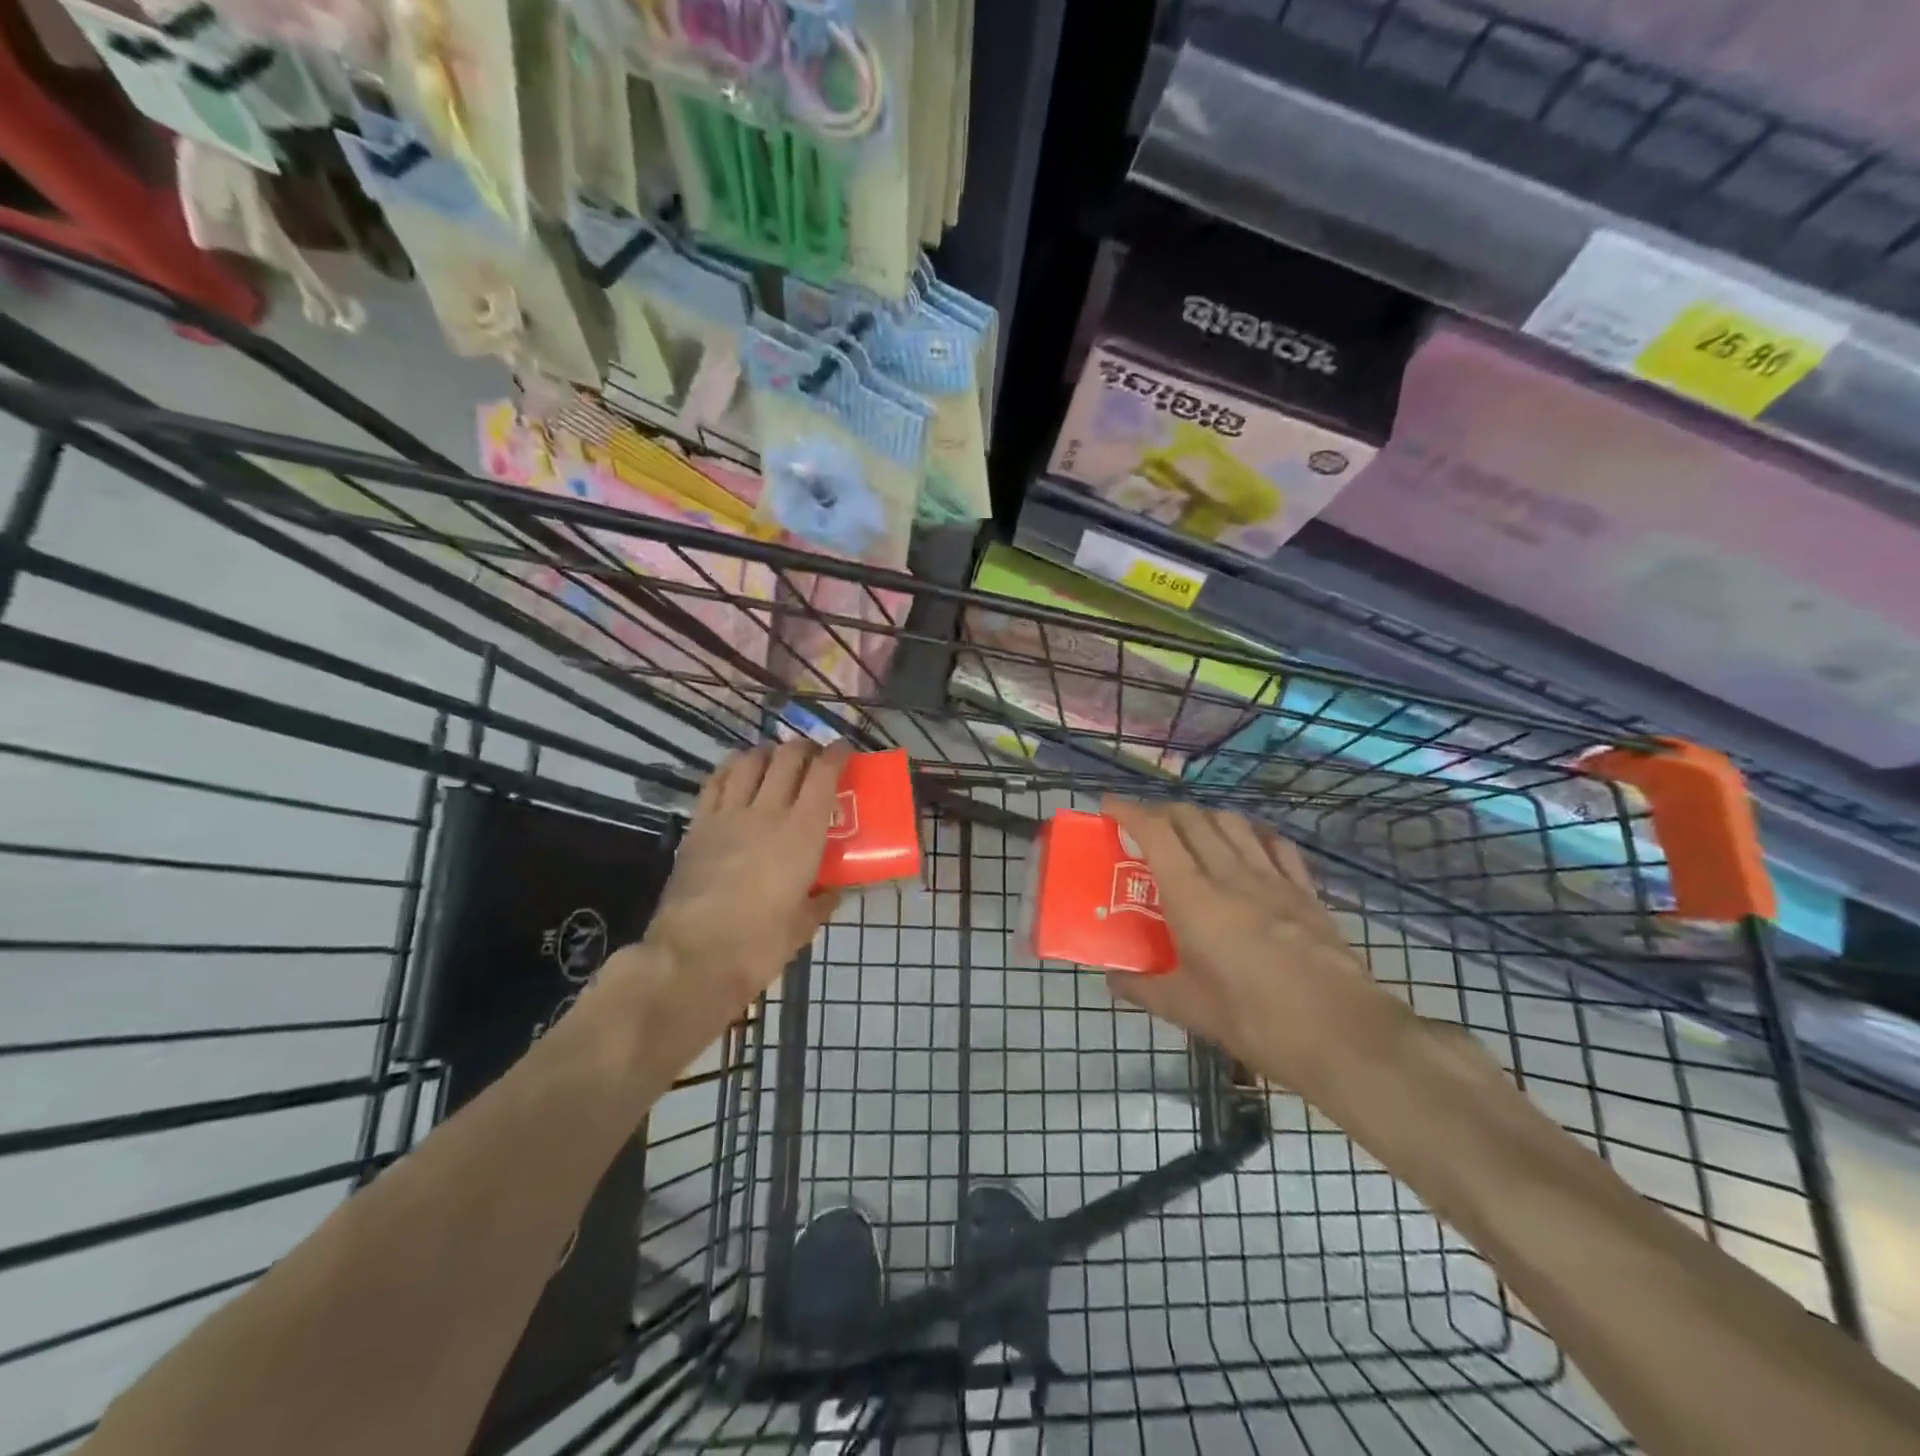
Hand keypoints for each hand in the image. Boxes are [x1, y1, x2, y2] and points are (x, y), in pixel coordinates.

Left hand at [643, 740, 852, 1009]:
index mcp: (802, 833)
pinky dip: (730, 769)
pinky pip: (715, 782)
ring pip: (749, 761)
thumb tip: (833, 893)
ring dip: (767, 753)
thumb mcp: (803, 926)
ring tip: (774, 760)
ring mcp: (728, 815)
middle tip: (813, 757)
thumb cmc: (759, 944)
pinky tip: (736, 774)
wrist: (693, 957)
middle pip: (788, 757)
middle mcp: (767, 812)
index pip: (824, 775)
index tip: (844, 750)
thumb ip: (821, 902)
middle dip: (805, 748)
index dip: (837, 754)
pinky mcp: (698, 825)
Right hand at [1104, 799, 1397, 1095]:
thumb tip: (1113, 979)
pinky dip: (1252, 835)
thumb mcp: (1187, 1009)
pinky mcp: (1305, 891)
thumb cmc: (1253, 1019)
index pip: (1155, 832)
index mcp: (1192, 896)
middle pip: (1191, 818)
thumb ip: (1144, 987)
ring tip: (1191, 834)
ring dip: (1203, 817)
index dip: (1128, 810)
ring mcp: (1272, 878)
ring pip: (1232, 823)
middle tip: (1144, 826)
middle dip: (1161, 811)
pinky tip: (1248, 847)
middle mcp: (1229, 873)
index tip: (1108, 806)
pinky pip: (1275, 845)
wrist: (1341, 1034)